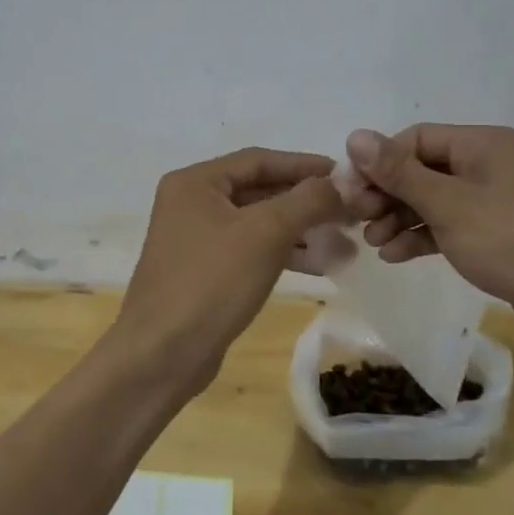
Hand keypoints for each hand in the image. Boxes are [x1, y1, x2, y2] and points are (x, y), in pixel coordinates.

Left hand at [113, 148, 343, 398]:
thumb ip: (307, 200)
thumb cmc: (211, 282)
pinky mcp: (206, 272)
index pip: (259, 160)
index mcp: (195, 182)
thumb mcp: (265, 233)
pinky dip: (284, 253)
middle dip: (306, 201)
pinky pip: (252, 250)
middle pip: (260, 190)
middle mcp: (191, 203)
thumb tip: (343, 181)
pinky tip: (320, 264)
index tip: (346, 175)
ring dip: (301, 230)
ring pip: (259, 223)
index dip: (305, 165)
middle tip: (351, 211)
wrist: (162, 354)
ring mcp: (196, 239)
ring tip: (346, 240)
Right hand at [343, 124, 513, 342]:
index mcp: (482, 143)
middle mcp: (489, 163)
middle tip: (359, 219)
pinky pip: (449, 224)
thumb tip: (355, 135)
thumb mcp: (448, 204)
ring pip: (433, 199)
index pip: (415, 139)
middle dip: (387, 194)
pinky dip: (422, 236)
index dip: (378, 163)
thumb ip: (398, 171)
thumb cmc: (511, 241)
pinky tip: (396, 256)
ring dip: (400, 218)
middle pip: (422, 169)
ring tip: (374, 244)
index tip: (351, 193)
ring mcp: (495, 199)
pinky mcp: (498, 232)